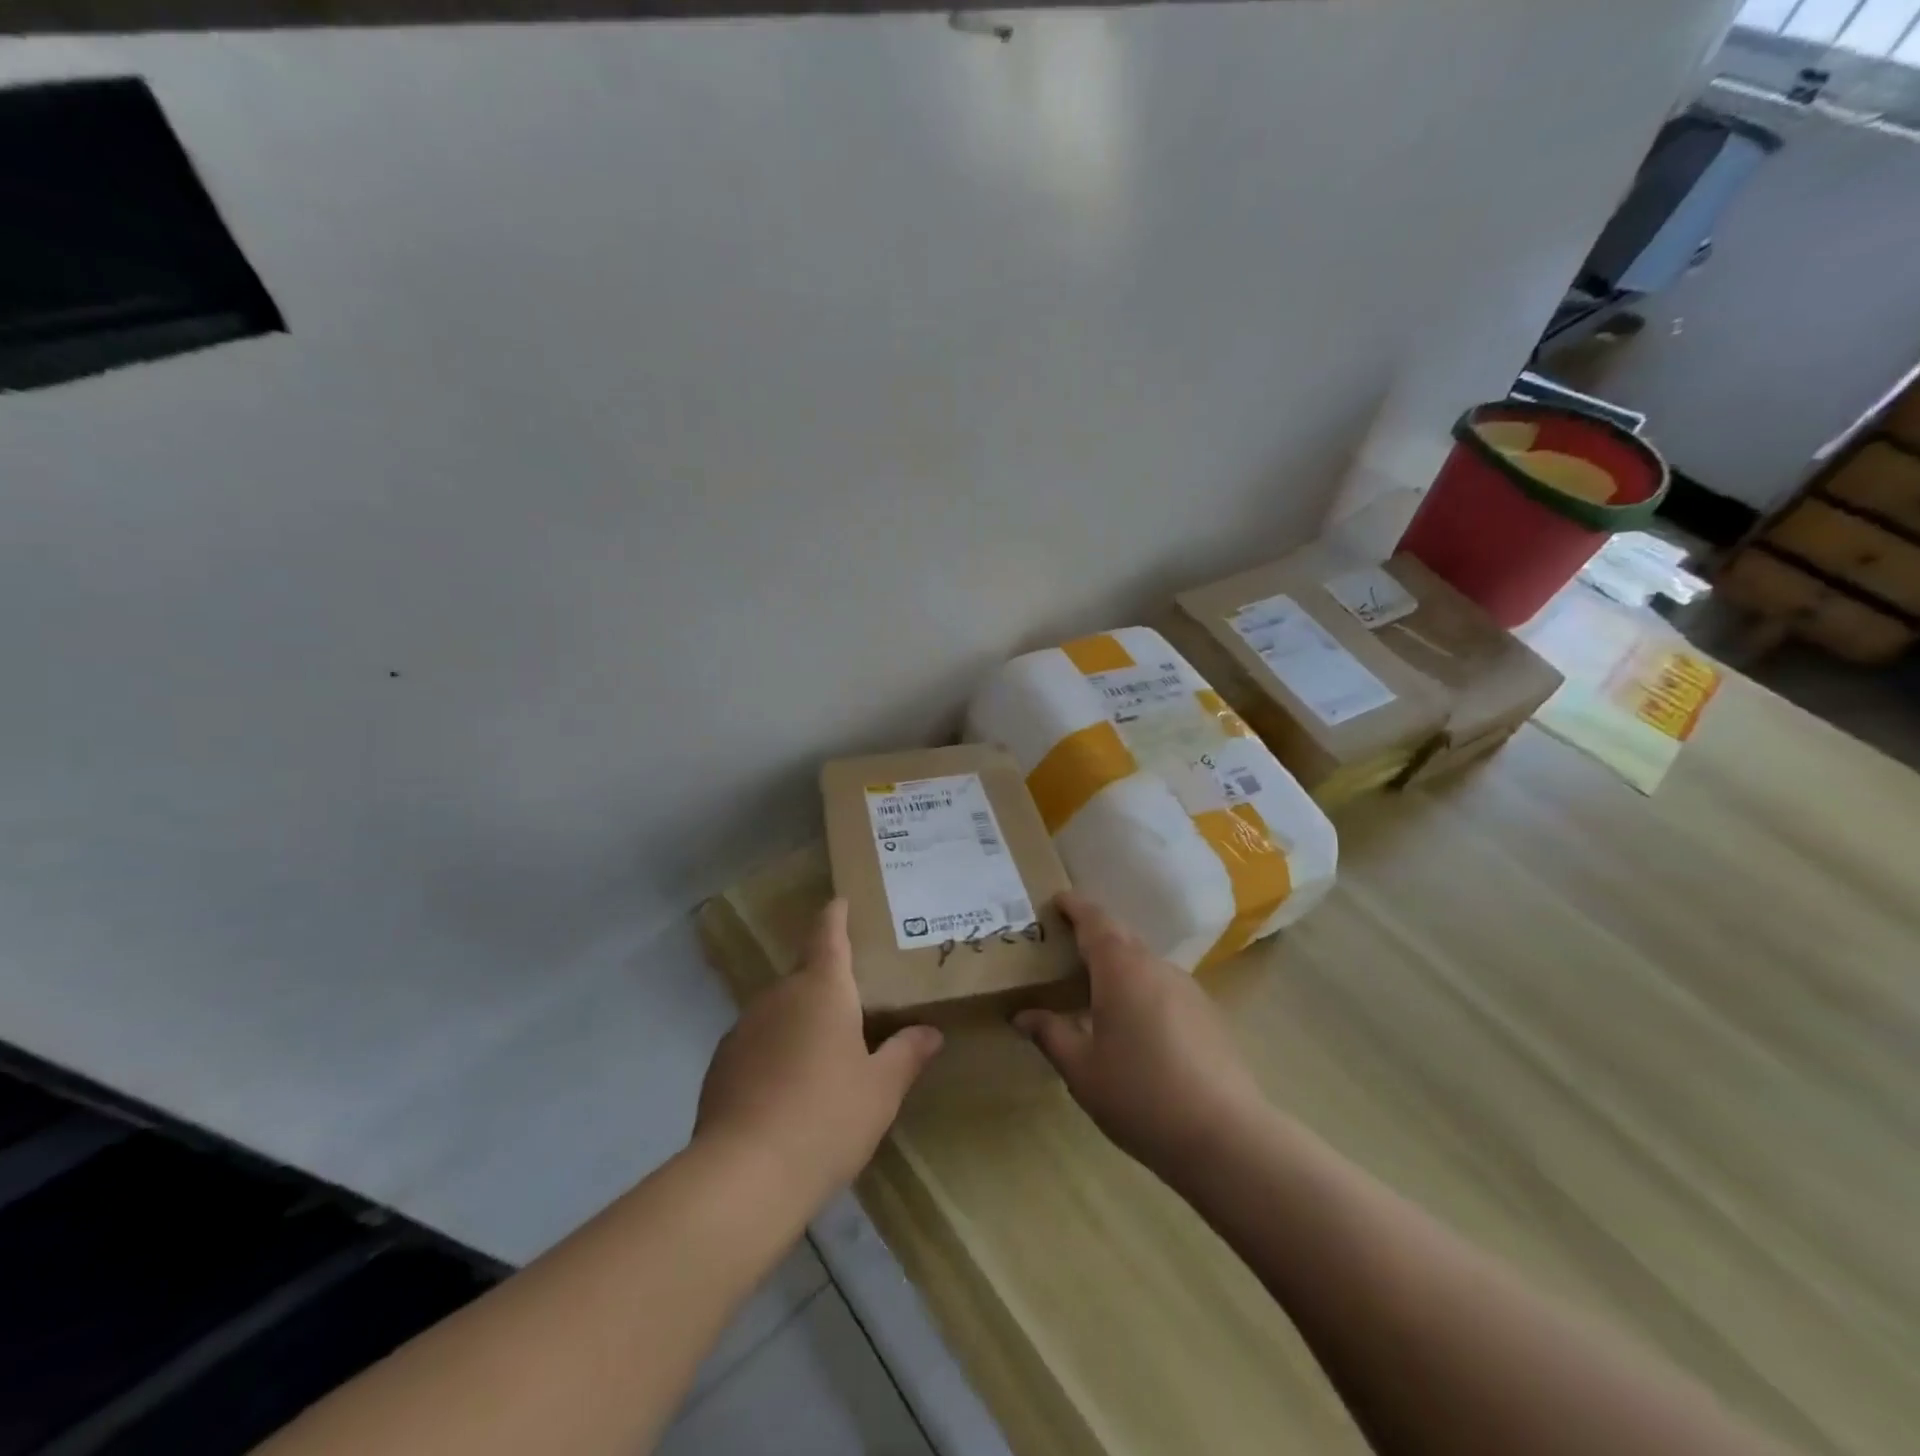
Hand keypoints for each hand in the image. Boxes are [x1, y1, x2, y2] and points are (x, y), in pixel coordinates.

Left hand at [696, 899, 941, 1203]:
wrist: (743, 1176)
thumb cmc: (827, 1118)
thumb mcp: (881, 1090)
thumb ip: (906, 1054)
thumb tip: (931, 1032)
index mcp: (822, 989)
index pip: (828, 934)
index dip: (835, 915)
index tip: (839, 902)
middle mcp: (779, 996)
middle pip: (805, 975)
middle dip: (826, 984)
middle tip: (854, 1006)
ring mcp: (744, 1028)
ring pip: (780, 1011)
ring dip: (800, 1022)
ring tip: (822, 1057)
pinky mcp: (721, 1064)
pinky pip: (758, 1043)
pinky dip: (775, 1052)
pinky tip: (786, 1092)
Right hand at [1014, 891, 1265, 1174]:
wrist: (1226, 1136)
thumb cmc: (1140, 1096)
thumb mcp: (1082, 1070)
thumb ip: (1050, 1035)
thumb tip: (1023, 1016)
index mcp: (1121, 969)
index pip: (1094, 920)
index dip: (1074, 906)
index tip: (1056, 901)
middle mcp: (1156, 966)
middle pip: (1121, 936)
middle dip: (1093, 934)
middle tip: (1064, 949)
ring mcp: (1187, 988)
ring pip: (1144, 962)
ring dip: (1118, 965)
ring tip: (1094, 991)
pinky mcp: (1207, 1013)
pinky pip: (1163, 985)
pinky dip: (1141, 988)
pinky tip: (1134, 1026)